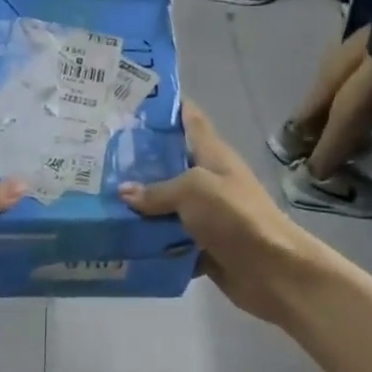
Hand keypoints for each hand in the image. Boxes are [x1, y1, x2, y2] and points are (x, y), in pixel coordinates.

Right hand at [119, 103, 309, 324]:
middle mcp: (208, 180)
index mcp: (212, 155)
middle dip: (138, 159)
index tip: (131, 101)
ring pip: (165, 204)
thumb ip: (158, 189)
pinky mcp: (201, 246)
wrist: (273, 271)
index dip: (166, 106)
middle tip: (98, 154)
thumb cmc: (236, 216)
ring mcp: (206, 215)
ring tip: (99, 197)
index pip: (189, 119)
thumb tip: (124, 191)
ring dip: (139, 205)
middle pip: (170, 163)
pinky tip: (118, 238)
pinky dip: (149, 240)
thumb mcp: (194, 190)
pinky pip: (169, 239)